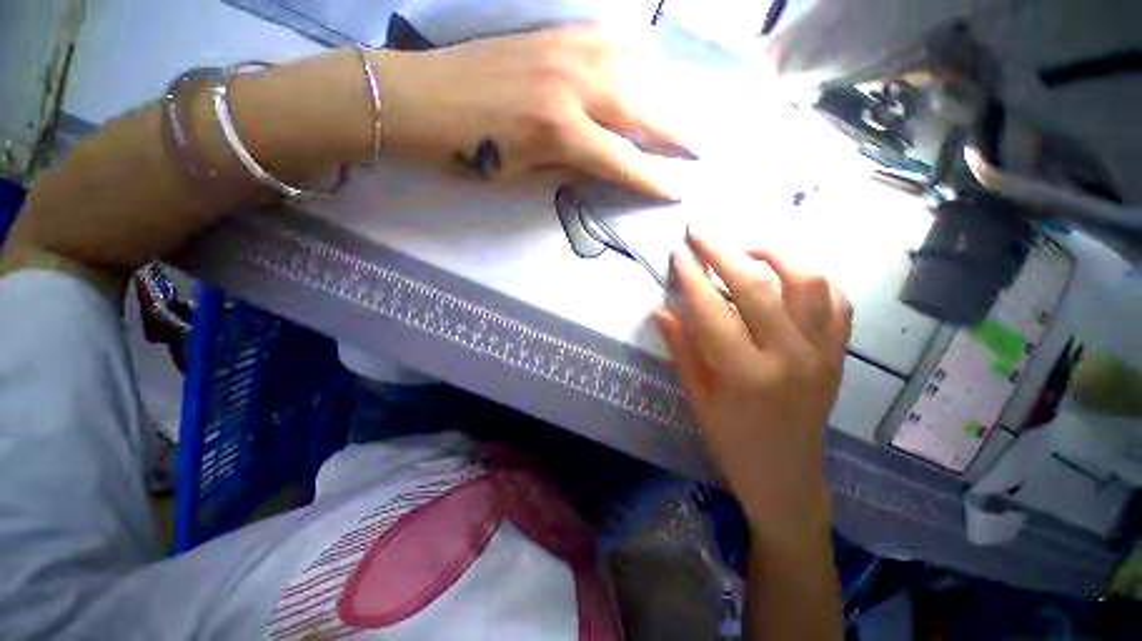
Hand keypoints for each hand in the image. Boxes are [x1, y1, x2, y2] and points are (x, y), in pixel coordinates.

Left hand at [376, 25, 686, 198]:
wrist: (419, 99)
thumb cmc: (467, 153)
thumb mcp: (520, 177)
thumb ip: (566, 169)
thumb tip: (599, 167)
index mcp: (560, 132)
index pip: (622, 162)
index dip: (652, 179)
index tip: (678, 189)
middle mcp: (572, 87)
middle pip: (641, 109)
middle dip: (675, 133)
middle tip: (700, 146)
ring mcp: (563, 52)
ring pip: (631, 68)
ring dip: (659, 92)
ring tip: (674, 113)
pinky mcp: (550, 34)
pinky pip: (604, 38)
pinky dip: (629, 55)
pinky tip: (638, 65)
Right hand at [654, 231, 850, 541]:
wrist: (786, 474)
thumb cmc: (732, 440)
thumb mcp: (697, 397)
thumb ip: (681, 348)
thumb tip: (660, 309)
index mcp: (745, 374)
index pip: (712, 310)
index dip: (691, 278)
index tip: (677, 254)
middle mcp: (789, 356)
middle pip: (756, 286)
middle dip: (723, 252)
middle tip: (700, 232)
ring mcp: (821, 352)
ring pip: (808, 281)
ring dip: (774, 254)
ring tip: (746, 249)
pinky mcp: (838, 353)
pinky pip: (836, 301)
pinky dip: (812, 278)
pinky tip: (787, 275)